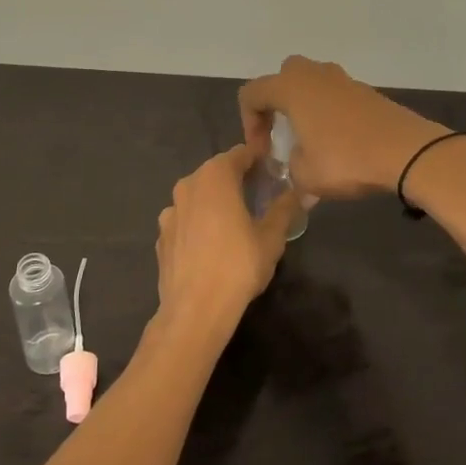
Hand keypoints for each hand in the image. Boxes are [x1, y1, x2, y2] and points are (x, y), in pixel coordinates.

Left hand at [154, 143, 294, 345]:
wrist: (195, 310)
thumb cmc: (238, 265)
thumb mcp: (272, 237)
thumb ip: (286, 208)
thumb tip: (304, 191)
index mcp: (215, 177)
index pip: (241, 154)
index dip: (259, 158)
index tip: (274, 167)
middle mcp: (188, 185)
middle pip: (217, 172)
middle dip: (237, 178)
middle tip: (260, 193)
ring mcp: (170, 211)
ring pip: (198, 196)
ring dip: (216, 201)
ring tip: (236, 220)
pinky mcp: (161, 237)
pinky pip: (186, 220)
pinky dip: (199, 223)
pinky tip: (212, 244)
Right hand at [238, 56, 449, 198]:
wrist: (407, 152)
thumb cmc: (346, 159)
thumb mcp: (306, 175)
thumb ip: (291, 169)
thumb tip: (296, 168)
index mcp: (291, 88)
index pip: (252, 93)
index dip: (249, 123)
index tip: (263, 152)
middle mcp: (314, 75)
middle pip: (283, 77)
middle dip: (276, 105)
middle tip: (282, 135)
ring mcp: (344, 80)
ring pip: (312, 84)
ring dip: (305, 108)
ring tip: (310, 142)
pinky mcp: (367, 92)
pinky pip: (336, 96)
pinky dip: (329, 113)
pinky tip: (338, 144)